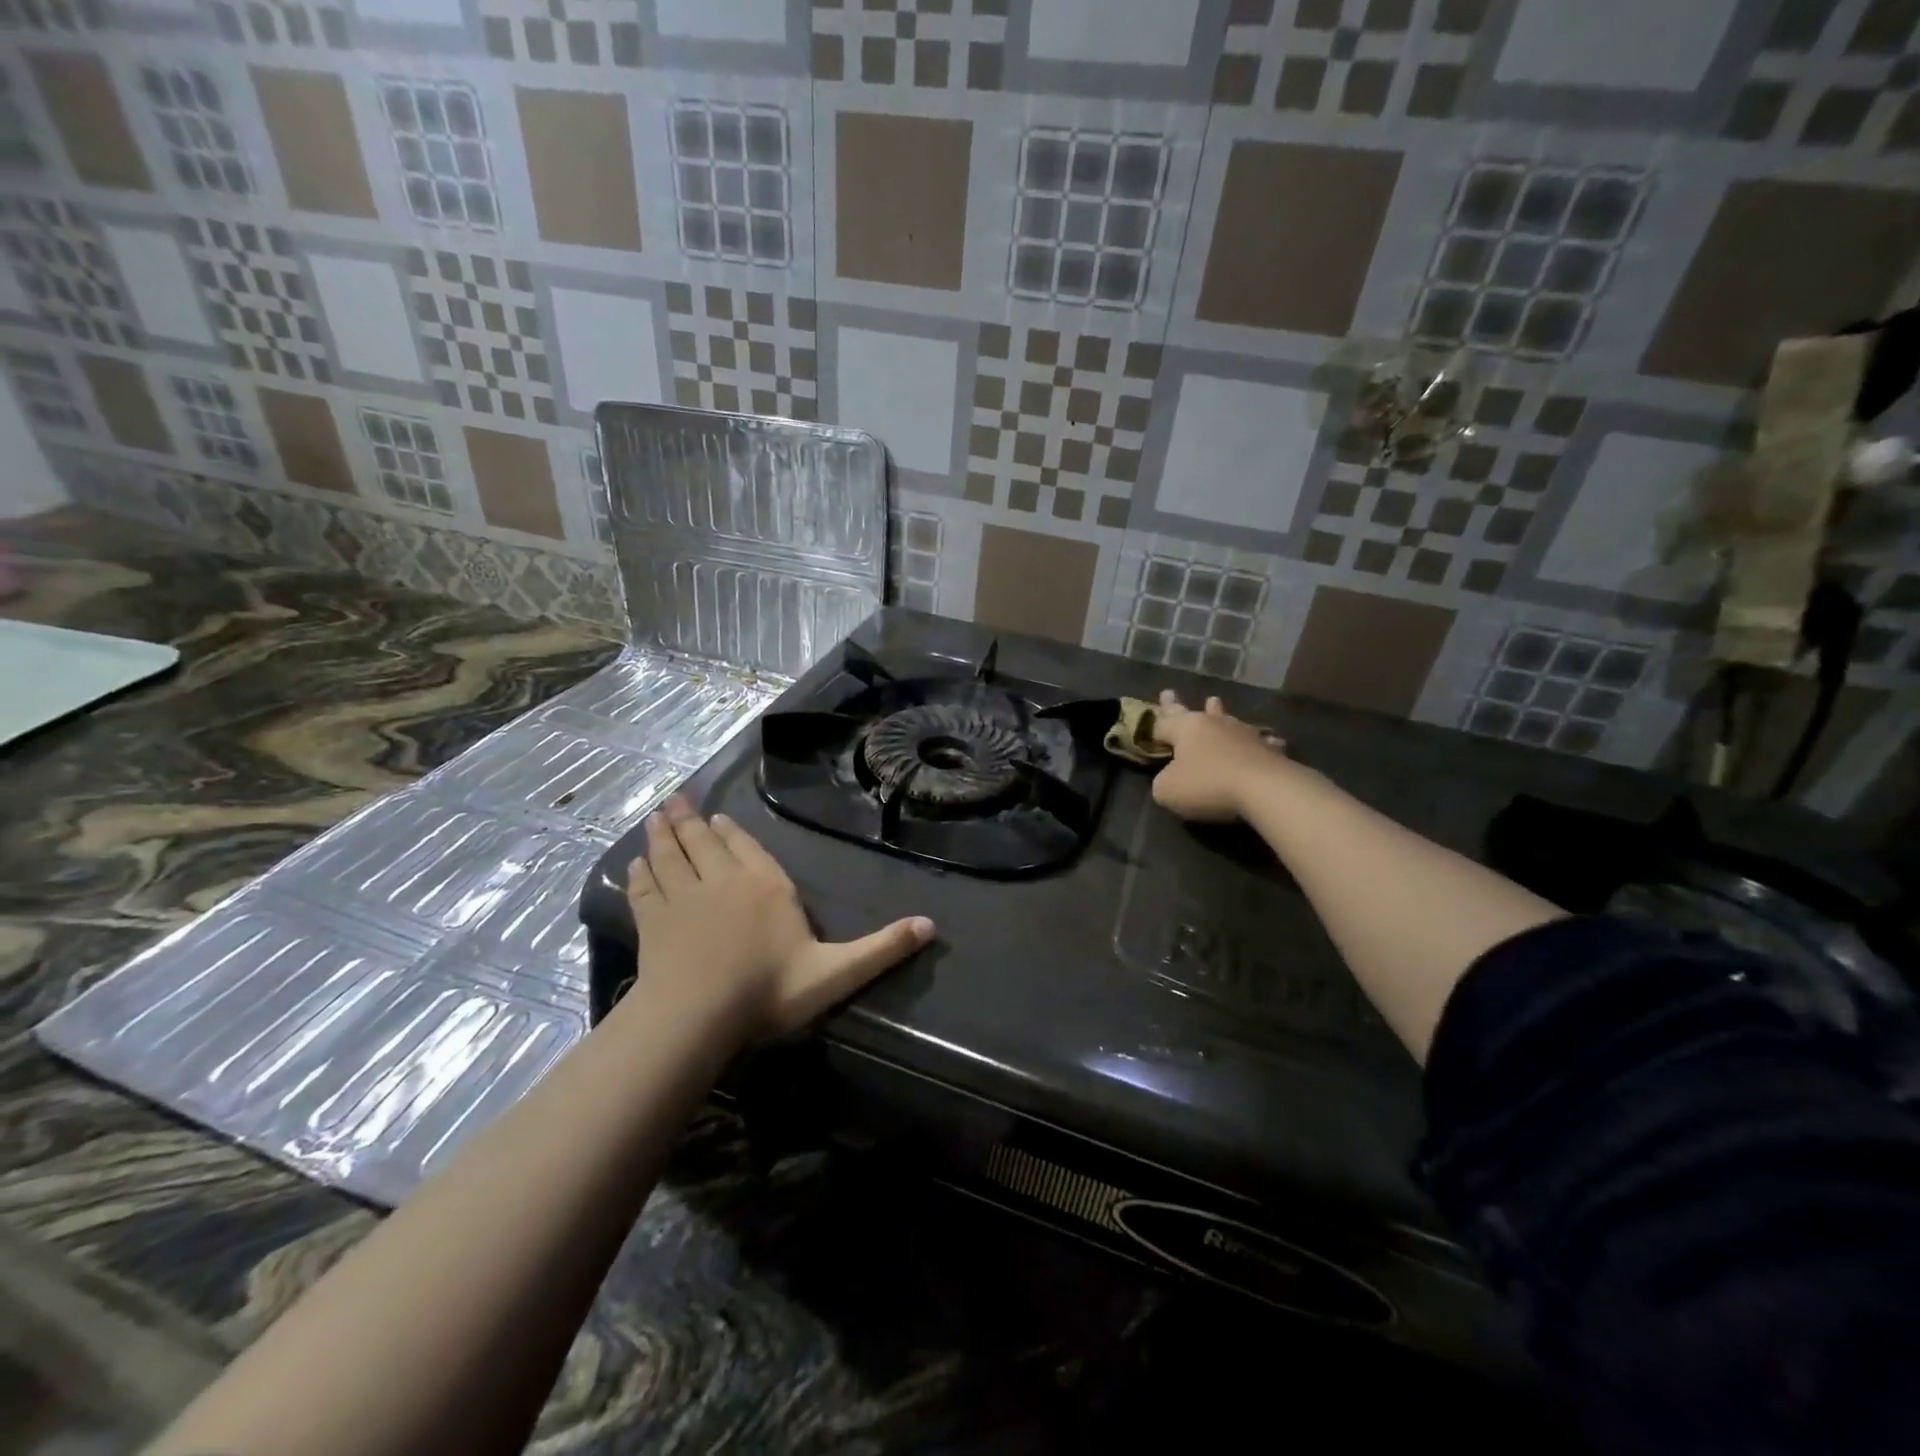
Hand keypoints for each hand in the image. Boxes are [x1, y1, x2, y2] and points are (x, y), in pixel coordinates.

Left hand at [625, 797, 933, 1042]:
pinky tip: (634, 864)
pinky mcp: (652, 922)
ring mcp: (683, 899)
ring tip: (655, 817)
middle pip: (703, 844)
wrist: (699, 1014)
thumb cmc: (770, 990)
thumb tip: (932, 926)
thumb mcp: (837, 972)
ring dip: (662, 836)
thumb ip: (882, 948)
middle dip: (690, 822)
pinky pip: (644, 889)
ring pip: (671, 858)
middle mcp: (723, 882)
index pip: (748, 850)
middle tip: (676, 800)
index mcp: (766, 887)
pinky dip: (639, 874)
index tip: (716, 817)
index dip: (731, 833)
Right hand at [1148, 690, 1287, 821]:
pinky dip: (1257, 740)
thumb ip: (1162, 781)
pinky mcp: (1267, 748)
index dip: (1152, 727)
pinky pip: (1258, 741)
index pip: (1162, 724)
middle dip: (1176, 705)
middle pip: (1191, 713)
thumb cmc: (1207, 784)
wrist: (1264, 788)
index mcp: (1186, 728)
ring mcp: (1242, 733)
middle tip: (1168, 692)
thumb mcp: (1167, 789)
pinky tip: (1268, 740)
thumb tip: (1171, 777)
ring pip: (1225, 719)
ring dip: (1218, 712)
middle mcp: (1213, 724)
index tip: (1148, 725)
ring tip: (1214, 701)